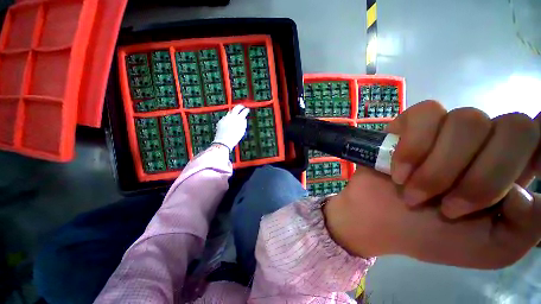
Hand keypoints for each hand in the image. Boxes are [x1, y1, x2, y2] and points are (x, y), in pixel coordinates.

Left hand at [213, 105, 249, 150]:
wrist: (224, 141)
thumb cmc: (234, 138)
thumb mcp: (242, 131)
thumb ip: (244, 124)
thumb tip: (244, 119)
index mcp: (239, 119)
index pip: (244, 112)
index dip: (246, 110)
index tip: (247, 109)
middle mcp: (232, 117)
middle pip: (236, 108)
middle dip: (240, 107)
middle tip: (242, 107)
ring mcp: (225, 118)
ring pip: (230, 112)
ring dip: (233, 113)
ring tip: (235, 116)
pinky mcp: (221, 120)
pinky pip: (225, 117)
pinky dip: (228, 118)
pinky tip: (229, 122)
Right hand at [324, 101, 540, 268]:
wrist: (379, 218)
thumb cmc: (432, 236)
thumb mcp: (490, 249)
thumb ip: (528, 227)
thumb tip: (528, 192)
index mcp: (510, 170)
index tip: (534, 163)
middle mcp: (485, 141)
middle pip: (515, 127)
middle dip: (484, 176)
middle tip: (450, 207)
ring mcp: (445, 128)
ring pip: (468, 120)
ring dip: (439, 169)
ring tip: (415, 194)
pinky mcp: (410, 123)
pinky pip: (425, 115)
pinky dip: (412, 147)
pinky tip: (399, 171)